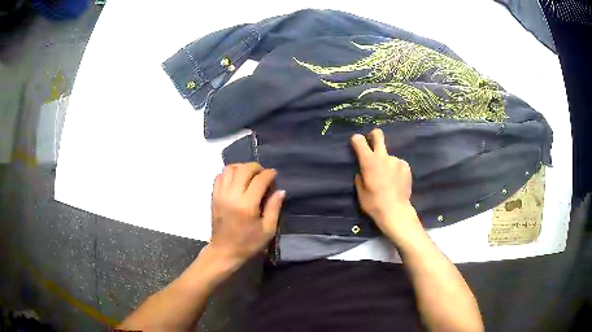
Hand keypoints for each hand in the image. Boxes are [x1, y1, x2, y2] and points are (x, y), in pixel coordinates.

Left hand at [209, 162, 284, 264]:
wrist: (224, 251)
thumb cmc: (248, 243)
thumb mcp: (268, 230)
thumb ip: (274, 208)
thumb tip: (280, 190)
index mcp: (247, 205)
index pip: (259, 180)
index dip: (269, 174)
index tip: (274, 175)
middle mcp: (232, 196)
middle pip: (244, 169)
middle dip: (256, 167)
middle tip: (263, 174)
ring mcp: (220, 195)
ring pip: (230, 169)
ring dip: (242, 167)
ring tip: (249, 175)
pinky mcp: (214, 196)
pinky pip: (220, 176)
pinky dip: (229, 173)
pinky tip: (236, 180)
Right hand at [351, 128, 421, 241]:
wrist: (395, 211)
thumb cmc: (373, 203)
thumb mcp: (360, 191)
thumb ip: (360, 177)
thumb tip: (362, 172)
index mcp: (369, 161)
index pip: (359, 141)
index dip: (356, 139)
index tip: (356, 143)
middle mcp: (383, 156)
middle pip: (378, 136)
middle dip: (374, 134)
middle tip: (373, 138)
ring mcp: (396, 160)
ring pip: (388, 157)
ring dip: (386, 163)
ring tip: (388, 179)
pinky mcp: (406, 166)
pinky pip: (398, 164)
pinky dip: (395, 170)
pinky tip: (396, 181)